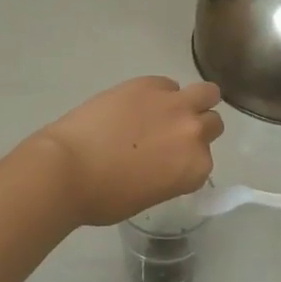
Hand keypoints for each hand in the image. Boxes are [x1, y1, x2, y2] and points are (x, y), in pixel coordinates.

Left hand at [32, 77, 224, 226]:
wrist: (68, 168)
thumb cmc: (103, 198)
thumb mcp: (148, 196)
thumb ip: (169, 175)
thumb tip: (163, 161)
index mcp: (195, 168)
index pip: (205, 160)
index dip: (187, 160)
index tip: (169, 162)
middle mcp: (194, 133)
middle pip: (212, 123)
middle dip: (195, 129)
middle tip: (169, 135)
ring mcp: (173, 104)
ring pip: (206, 93)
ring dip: (195, 100)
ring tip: (169, 109)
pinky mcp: (148, 84)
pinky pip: (167, 84)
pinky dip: (159, 93)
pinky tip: (136, 103)